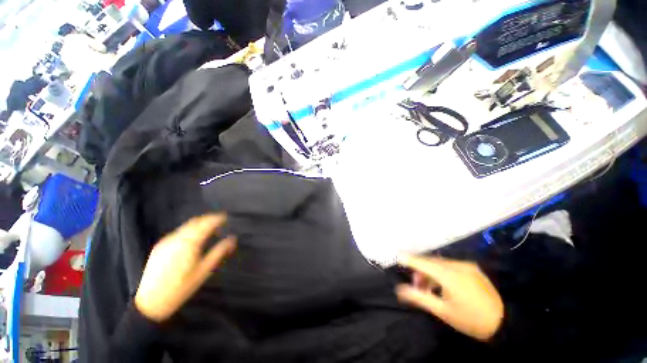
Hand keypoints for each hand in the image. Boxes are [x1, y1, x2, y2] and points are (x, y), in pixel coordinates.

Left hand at [135, 214, 235, 322]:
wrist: (151, 302)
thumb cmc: (181, 288)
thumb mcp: (204, 271)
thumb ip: (219, 252)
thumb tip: (232, 239)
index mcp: (189, 243)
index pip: (206, 224)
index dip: (217, 218)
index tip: (226, 217)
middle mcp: (177, 238)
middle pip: (195, 222)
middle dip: (208, 219)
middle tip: (219, 221)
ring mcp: (166, 241)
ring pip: (186, 226)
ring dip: (199, 224)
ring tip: (209, 229)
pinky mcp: (160, 246)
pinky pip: (178, 232)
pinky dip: (189, 230)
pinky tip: (193, 238)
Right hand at [396, 255, 503, 340]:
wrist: (505, 324)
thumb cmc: (470, 320)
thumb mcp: (442, 311)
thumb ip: (419, 297)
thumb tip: (400, 289)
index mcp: (448, 275)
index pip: (423, 262)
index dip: (409, 259)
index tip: (397, 256)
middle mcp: (457, 265)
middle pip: (431, 262)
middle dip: (420, 271)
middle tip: (416, 285)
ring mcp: (466, 266)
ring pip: (441, 264)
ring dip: (431, 272)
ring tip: (429, 287)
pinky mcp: (472, 269)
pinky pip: (451, 266)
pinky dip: (442, 272)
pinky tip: (443, 285)